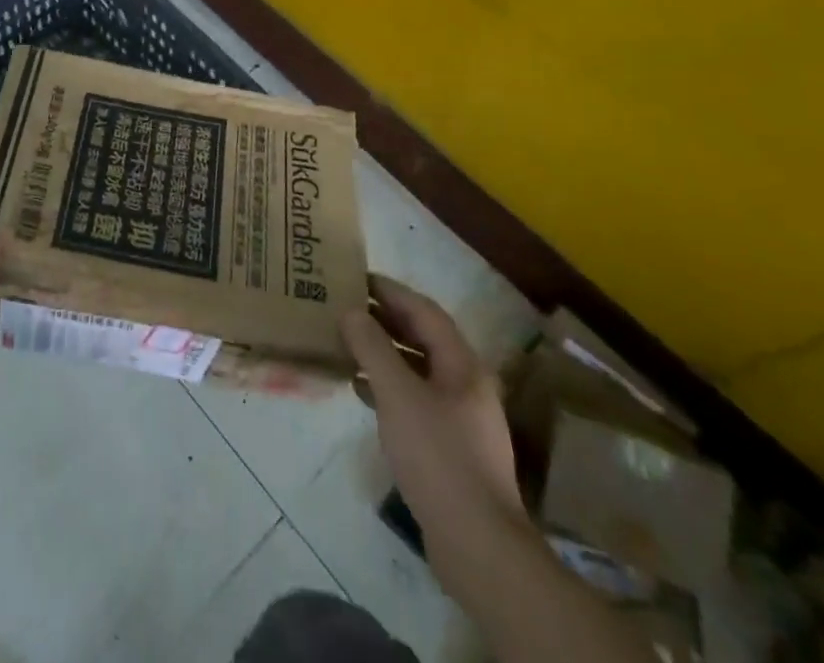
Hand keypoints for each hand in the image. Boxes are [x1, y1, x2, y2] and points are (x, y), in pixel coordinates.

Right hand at [342, 276, 526, 584]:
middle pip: (422, 338)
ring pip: (417, 369)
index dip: (390, 291)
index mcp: (462, 364)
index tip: (356, 278)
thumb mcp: (397, 394)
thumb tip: (350, 312)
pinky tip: (361, 391)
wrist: (477, 544)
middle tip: (345, 306)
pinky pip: (414, 399)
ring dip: (383, 353)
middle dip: (384, 319)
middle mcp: (465, 383)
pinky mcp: (450, 446)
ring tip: (346, 343)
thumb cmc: (438, 456)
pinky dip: (387, 386)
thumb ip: (372, 348)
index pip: (424, 311)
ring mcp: (460, 417)